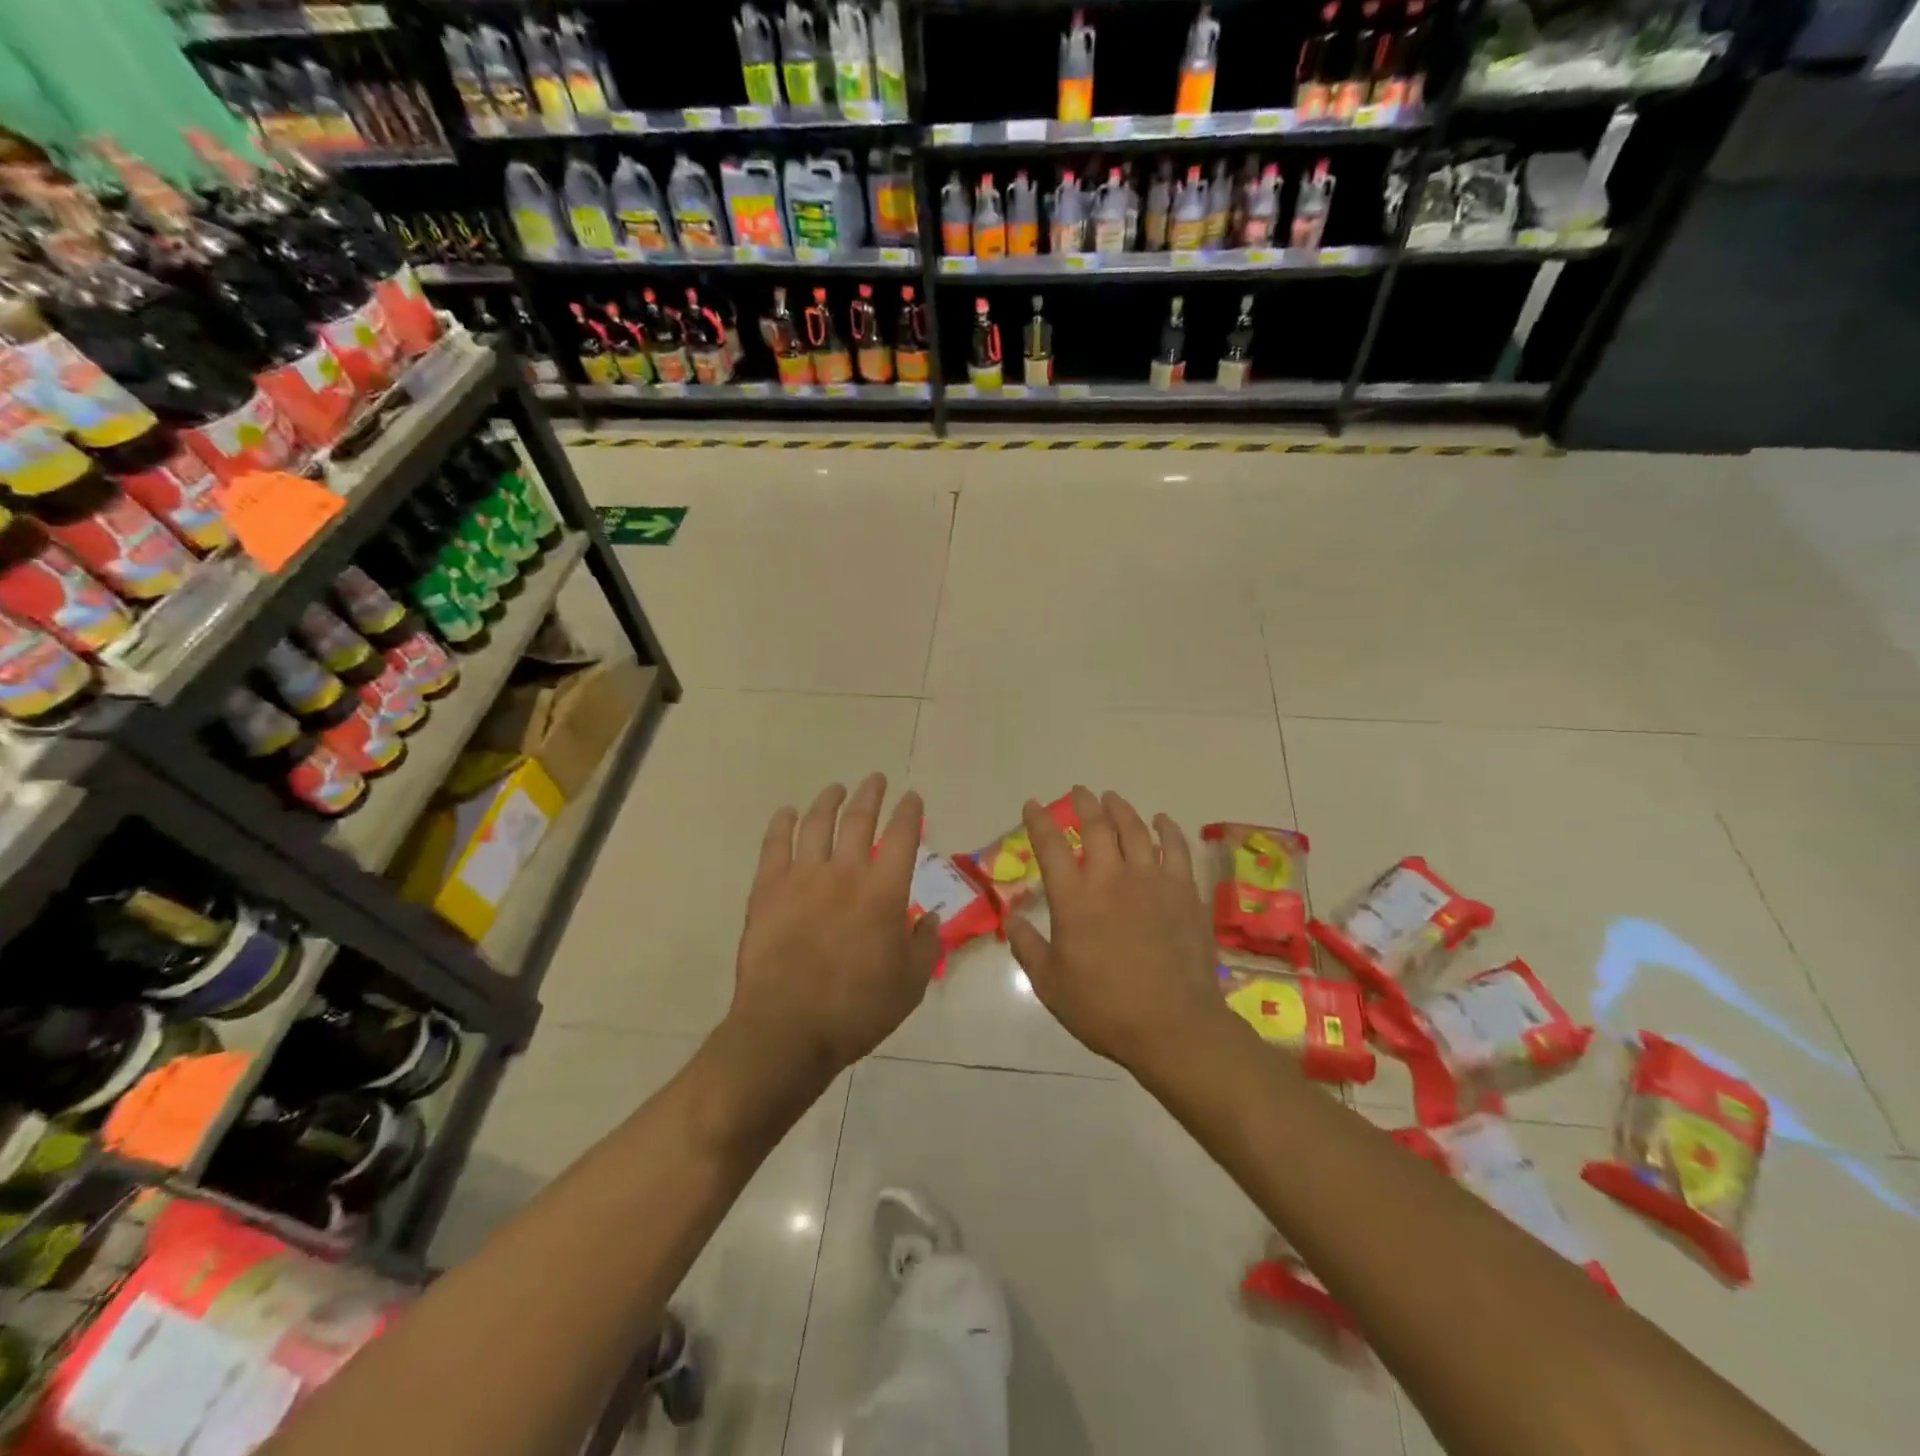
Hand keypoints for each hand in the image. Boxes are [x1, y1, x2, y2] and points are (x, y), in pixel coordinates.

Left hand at [728, 773, 941, 1081]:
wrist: (786, 1029)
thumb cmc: (856, 1010)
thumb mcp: (910, 984)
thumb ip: (926, 945)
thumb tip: (930, 917)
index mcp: (883, 891)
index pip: (902, 837)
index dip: (909, 812)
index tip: (912, 798)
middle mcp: (844, 873)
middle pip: (859, 819)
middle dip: (870, 794)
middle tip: (875, 779)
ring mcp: (801, 878)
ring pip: (816, 824)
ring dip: (829, 801)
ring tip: (836, 788)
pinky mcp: (767, 890)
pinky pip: (774, 845)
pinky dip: (782, 824)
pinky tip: (786, 812)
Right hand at [1006, 786, 1228, 1076]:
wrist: (1173, 1026)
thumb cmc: (1104, 1009)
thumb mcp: (1050, 984)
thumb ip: (1027, 947)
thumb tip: (1011, 918)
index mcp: (1074, 898)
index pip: (1050, 845)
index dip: (1039, 820)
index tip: (1032, 804)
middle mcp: (1111, 877)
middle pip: (1097, 826)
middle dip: (1084, 804)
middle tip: (1079, 791)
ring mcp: (1153, 880)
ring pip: (1136, 830)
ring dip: (1121, 809)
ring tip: (1113, 798)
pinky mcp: (1184, 891)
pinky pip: (1177, 848)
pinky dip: (1168, 829)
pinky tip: (1162, 821)